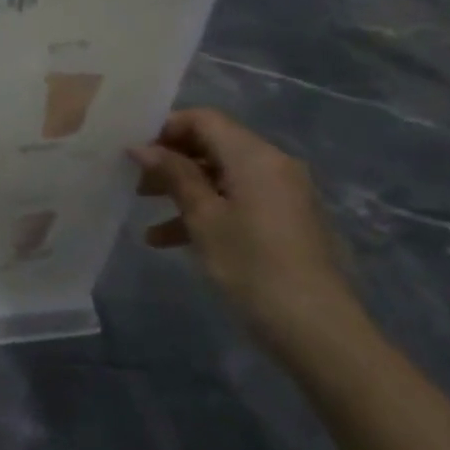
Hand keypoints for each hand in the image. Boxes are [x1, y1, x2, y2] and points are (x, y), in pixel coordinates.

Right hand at [129, 109, 369, 358]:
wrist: (317, 330)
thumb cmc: (252, 266)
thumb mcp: (203, 218)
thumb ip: (174, 175)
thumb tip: (142, 147)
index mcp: (256, 157)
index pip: (205, 120)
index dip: (166, 128)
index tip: (133, 151)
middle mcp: (273, 166)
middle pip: (212, 146)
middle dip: (170, 160)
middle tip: (132, 179)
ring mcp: (282, 195)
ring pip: (220, 177)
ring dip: (181, 189)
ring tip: (142, 209)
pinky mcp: (284, 222)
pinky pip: (236, 202)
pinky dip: (204, 211)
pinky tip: (167, 239)